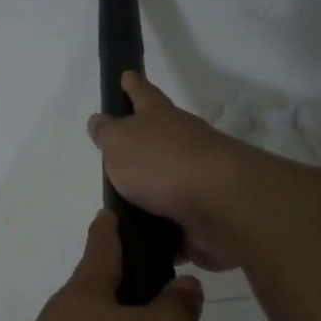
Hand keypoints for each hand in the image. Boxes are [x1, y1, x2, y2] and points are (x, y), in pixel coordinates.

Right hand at [88, 72, 258, 271]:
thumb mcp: (120, 142)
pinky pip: (175, 227)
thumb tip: (100, 121)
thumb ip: (107, 133)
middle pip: (158, 142)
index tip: (126, 75)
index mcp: (160, 119)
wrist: (220, 204)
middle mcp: (183, 144)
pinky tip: (142, 246)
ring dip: (149, 199)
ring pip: (166, 187)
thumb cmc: (162, 163)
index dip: (132, 86)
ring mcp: (197, 181)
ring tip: (120, 216)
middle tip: (116, 159)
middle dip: (141, 148)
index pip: (142, 94)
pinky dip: (162, 236)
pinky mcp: (204, 217)